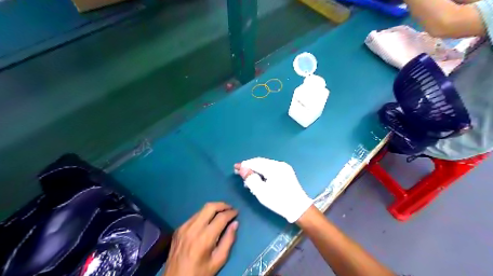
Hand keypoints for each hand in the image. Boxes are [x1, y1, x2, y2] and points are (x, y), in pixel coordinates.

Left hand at [163, 201, 236, 274]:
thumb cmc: (200, 273)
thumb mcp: (218, 261)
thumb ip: (228, 240)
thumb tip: (235, 223)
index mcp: (204, 238)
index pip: (221, 217)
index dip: (231, 213)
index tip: (237, 212)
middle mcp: (193, 229)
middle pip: (210, 207)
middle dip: (222, 205)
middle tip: (230, 208)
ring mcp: (184, 227)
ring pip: (201, 209)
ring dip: (213, 209)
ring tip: (221, 212)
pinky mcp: (179, 229)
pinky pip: (194, 216)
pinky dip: (204, 215)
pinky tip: (208, 221)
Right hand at [234, 156, 311, 222]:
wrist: (299, 208)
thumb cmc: (278, 201)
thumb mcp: (261, 192)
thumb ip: (250, 178)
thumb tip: (242, 168)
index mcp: (274, 168)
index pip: (255, 163)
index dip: (244, 165)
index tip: (235, 168)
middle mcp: (279, 164)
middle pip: (261, 162)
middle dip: (250, 166)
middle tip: (239, 172)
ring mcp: (284, 167)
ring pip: (266, 165)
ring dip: (256, 169)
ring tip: (248, 178)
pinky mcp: (286, 172)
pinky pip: (271, 168)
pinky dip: (263, 171)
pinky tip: (259, 178)